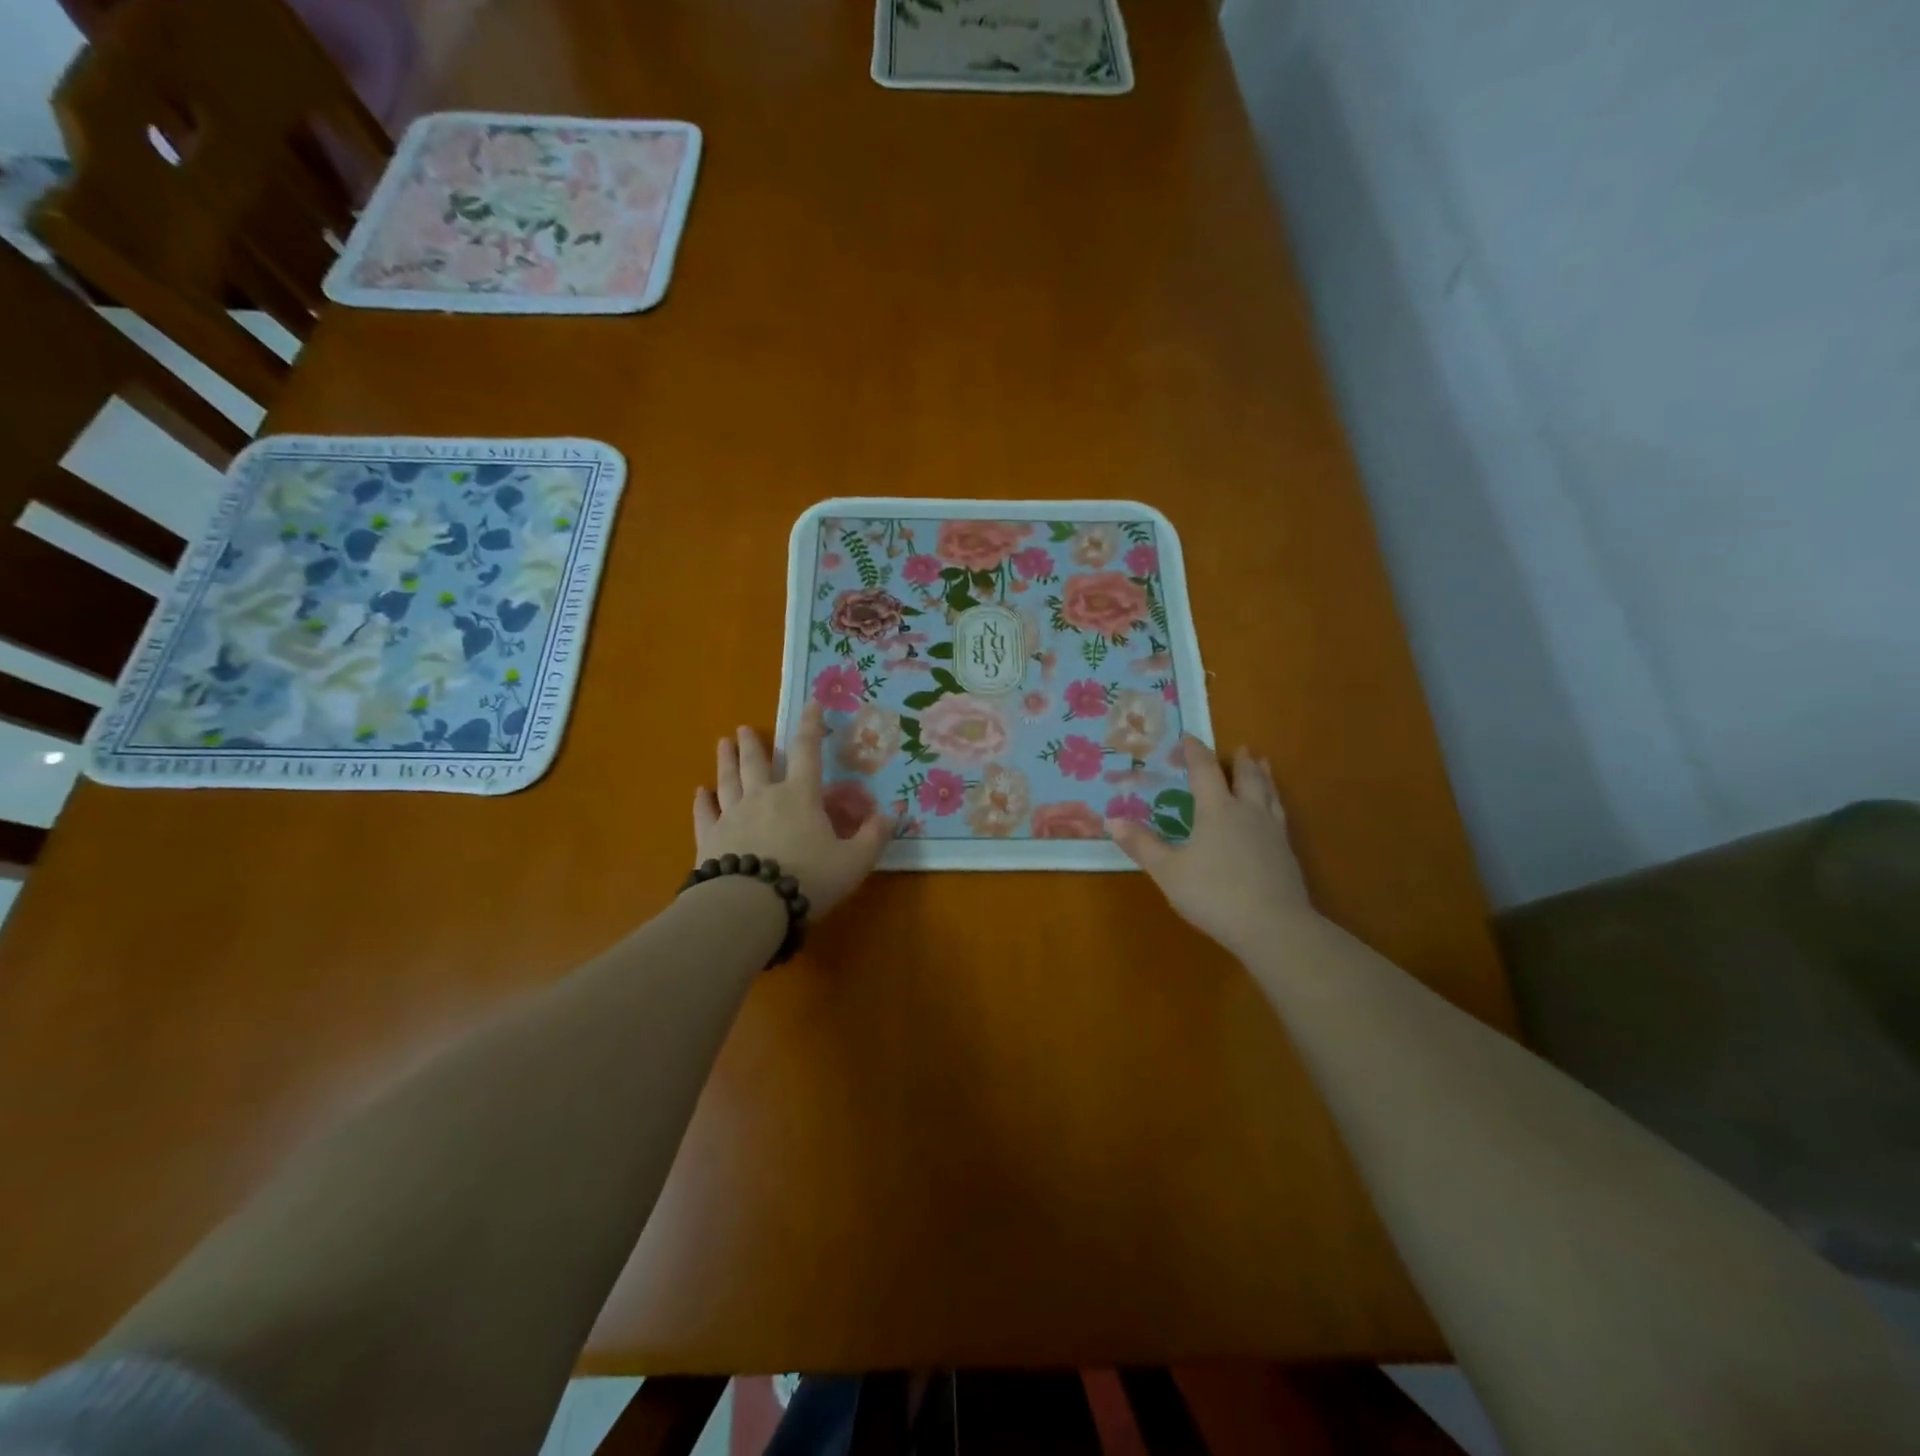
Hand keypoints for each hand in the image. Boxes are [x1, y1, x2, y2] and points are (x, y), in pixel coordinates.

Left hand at [692, 704, 891, 920]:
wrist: (750, 906)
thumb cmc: (808, 879)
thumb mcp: (854, 861)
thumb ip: (873, 837)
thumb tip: (893, 814)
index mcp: (800, 796)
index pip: (808, 751)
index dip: (811, 726)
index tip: (810, 704)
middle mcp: (763, 797)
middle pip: (756, 763)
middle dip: (753, 743)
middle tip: (744, 728)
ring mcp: (732, 816)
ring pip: (727, 780)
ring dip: (725, 761)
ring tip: (722, 744)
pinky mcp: (709, 839)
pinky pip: (704, 814)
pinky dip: (702, 802)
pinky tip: (700, 794)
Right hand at [1107, 735, 1316, 958]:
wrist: (1274, 928)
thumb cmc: (1214, 895)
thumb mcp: (1168, 872)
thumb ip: (1142, 845)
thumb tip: (1113, 820)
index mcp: (1217, 810)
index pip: (1205, 771)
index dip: (1196, 752)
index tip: (1189, 737)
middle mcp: (1247, 813)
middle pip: (1247, 778)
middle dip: (1240, 761)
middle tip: (1241, 748)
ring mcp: (1272, 833)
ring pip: (1269, 795)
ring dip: (1264, 777)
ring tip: (1263, 766)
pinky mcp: (1286, 855)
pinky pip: (1280, 817)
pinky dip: (1274, 804)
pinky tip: (1273, 815)